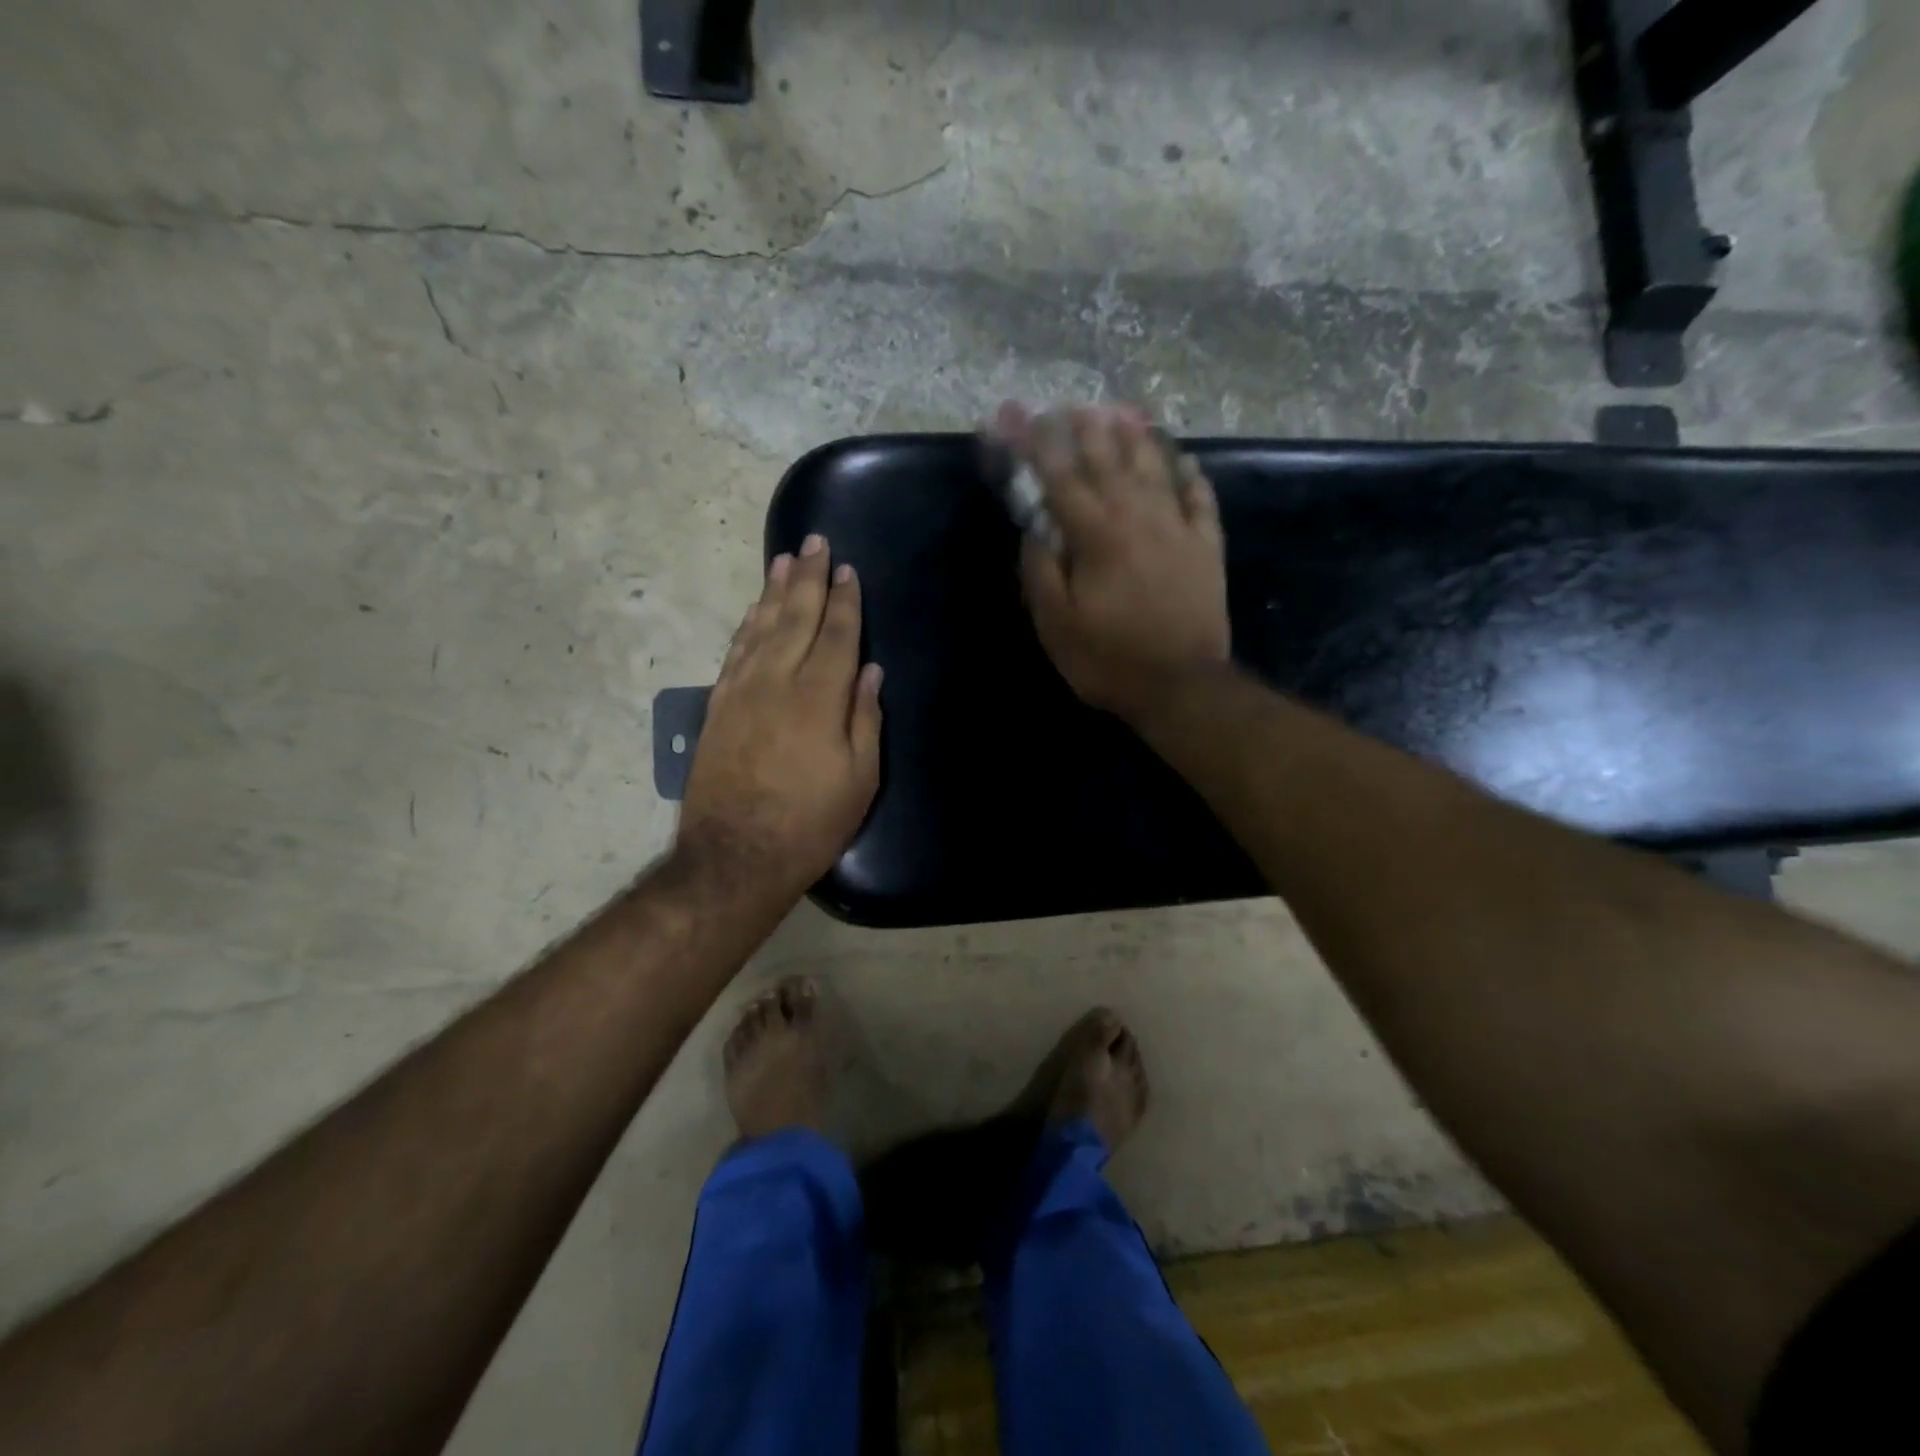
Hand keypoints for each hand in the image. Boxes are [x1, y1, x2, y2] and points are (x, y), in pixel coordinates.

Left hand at [677, 535, 883, 901]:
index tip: (847, 570)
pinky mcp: (718, 707)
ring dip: (774, 591)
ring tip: (784, 560)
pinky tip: (754, 611)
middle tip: (814, 541)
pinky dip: (746, 625)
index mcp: (819, 697)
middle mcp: (778, 681)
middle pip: (796, 618)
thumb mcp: (859, 780)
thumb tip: (870, 672)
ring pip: (761, 627)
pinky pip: (735, 652)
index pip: (837, 635)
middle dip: (808, 578)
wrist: (735, 855)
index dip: (845, 601)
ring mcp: (742, 691)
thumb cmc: (810, 823)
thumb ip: (865, 720)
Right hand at [996, 402, 1229, 719]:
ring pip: (1156, 469)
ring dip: (1137, 438)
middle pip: (1110, 463)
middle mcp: (1138, 519)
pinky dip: (1191, 475)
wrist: (1182, 685)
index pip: (1061, 479)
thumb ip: (1041, 571)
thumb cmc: (1109, 659)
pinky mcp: (1207, 548)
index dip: (1038, 446)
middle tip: (1073, 405)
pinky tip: (1184, 459)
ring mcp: (1178, 529)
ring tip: (1123, 412)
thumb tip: (1035, 528)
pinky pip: (1200, 499)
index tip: (1022, 418)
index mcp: (1097, 537)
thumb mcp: (1056, 625)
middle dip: (1087, 431)